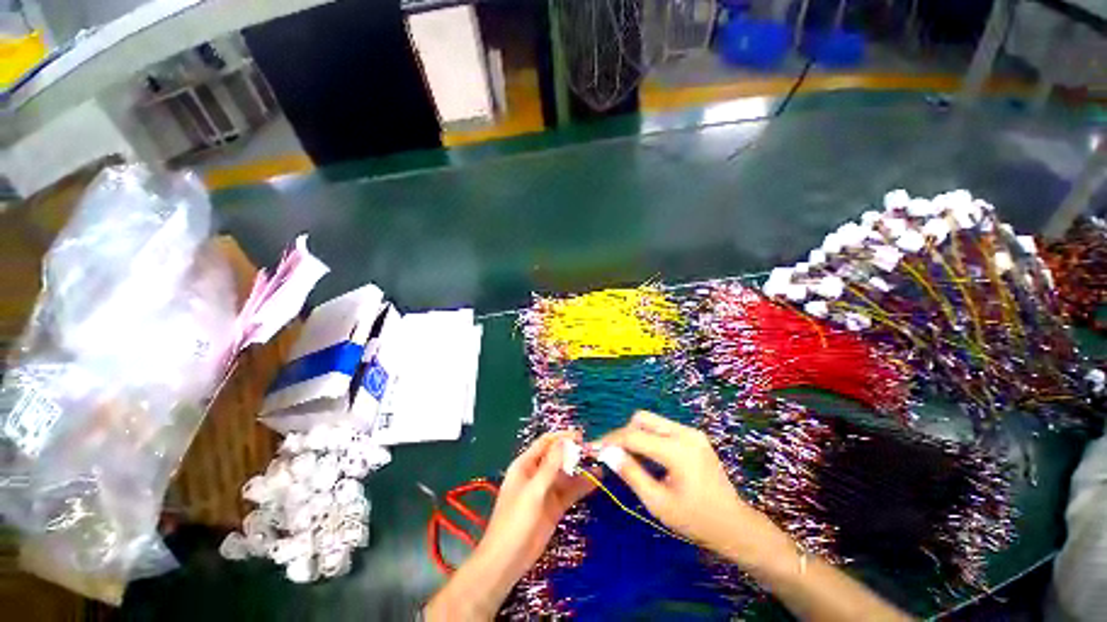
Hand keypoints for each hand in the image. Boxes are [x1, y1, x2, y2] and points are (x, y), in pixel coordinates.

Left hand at [426, 430, 593, 620]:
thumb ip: (550, 466)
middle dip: (574, 453)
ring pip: (566, 474)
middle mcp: (536, 474)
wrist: (507, 561)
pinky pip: (569, 492)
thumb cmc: (515, 520)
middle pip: (557, 457)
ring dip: (580, 469)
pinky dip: (581, 486)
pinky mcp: (555, 507)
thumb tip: (564, 442)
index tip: (581, 436)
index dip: (562, 438)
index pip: (545, 443)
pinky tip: (595, 482)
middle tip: (594, 451)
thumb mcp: (533, 491)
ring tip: (599, 464)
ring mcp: (546, 491)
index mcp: (525, 465)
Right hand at [604, 411, 792, 569]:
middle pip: (642, 419)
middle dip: (623, 434)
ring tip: (628, 457)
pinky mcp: (694, 436)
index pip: (634, 435)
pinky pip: (662, 428)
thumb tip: (607, 453)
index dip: (610, 440)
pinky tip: (647, 456)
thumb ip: (631, 474)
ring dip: (635, 434)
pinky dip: (648, 438)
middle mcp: (685, 433)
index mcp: (677, 450)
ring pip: (651, 421)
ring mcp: (691, 432)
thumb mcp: (658, 503)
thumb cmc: (696, 520)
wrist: (735, 525)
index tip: (593, 448)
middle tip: (613, 454)